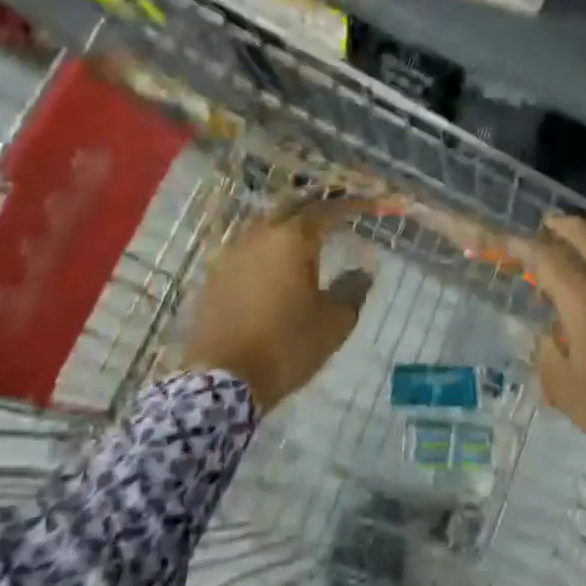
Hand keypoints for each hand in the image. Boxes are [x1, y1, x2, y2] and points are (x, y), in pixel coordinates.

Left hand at [184, 199, 368, 412]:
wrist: (223, 381)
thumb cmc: (286, 346)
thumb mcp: (334, 323)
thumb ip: (352, 290)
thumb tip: (362, 271)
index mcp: (292, 239)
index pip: (327, 210)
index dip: (351, 205)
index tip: (370, 206)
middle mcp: (259, 236)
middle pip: (291, 206)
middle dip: (317, 205)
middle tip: (337, 210)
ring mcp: (231, 254)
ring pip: (264, 224)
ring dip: (288, 222)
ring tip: (307, 232)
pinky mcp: (214, 276)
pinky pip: (246, 247)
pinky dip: (266, 245)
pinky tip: (274, 260)